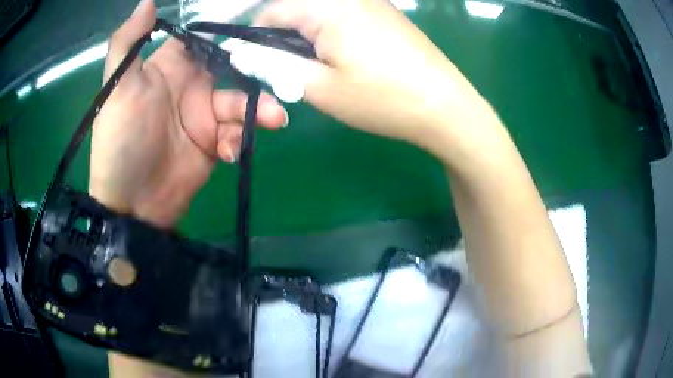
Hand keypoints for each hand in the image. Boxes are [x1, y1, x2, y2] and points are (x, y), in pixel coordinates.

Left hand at [89, 0, 286, 227]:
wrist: (131, 204)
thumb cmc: (121, 140)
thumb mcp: (117, 88)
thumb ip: (128, 43)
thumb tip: (148, 1)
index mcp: (171, 66)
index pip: (204, 37)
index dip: (227, 28)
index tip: (258, 20)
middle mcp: (191, 86)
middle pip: (233, 67)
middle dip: (256, 69)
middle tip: (280, 71)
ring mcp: (205, 116)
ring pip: (242, 101)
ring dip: (258, 109)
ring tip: (274, 119)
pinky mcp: (214, 144)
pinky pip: (237, 134)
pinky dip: (239, 139)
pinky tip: (229, 151)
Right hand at [253, 0, 503, 164]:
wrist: (445, 106)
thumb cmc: (382, 99)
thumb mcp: (319, 87)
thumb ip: (274, 66)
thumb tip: (243, 55)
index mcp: (327, 6)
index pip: (271, 11)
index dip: (255, 38)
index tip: (256, 64)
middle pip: (297, 9)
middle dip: (284, 38)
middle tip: (293, 70)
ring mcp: (371, 1)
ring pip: (320, 12)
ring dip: (308, 37)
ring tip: (320, 68)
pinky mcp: (385, 12)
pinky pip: (343, 14)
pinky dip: (331, 32)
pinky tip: (345, 57)